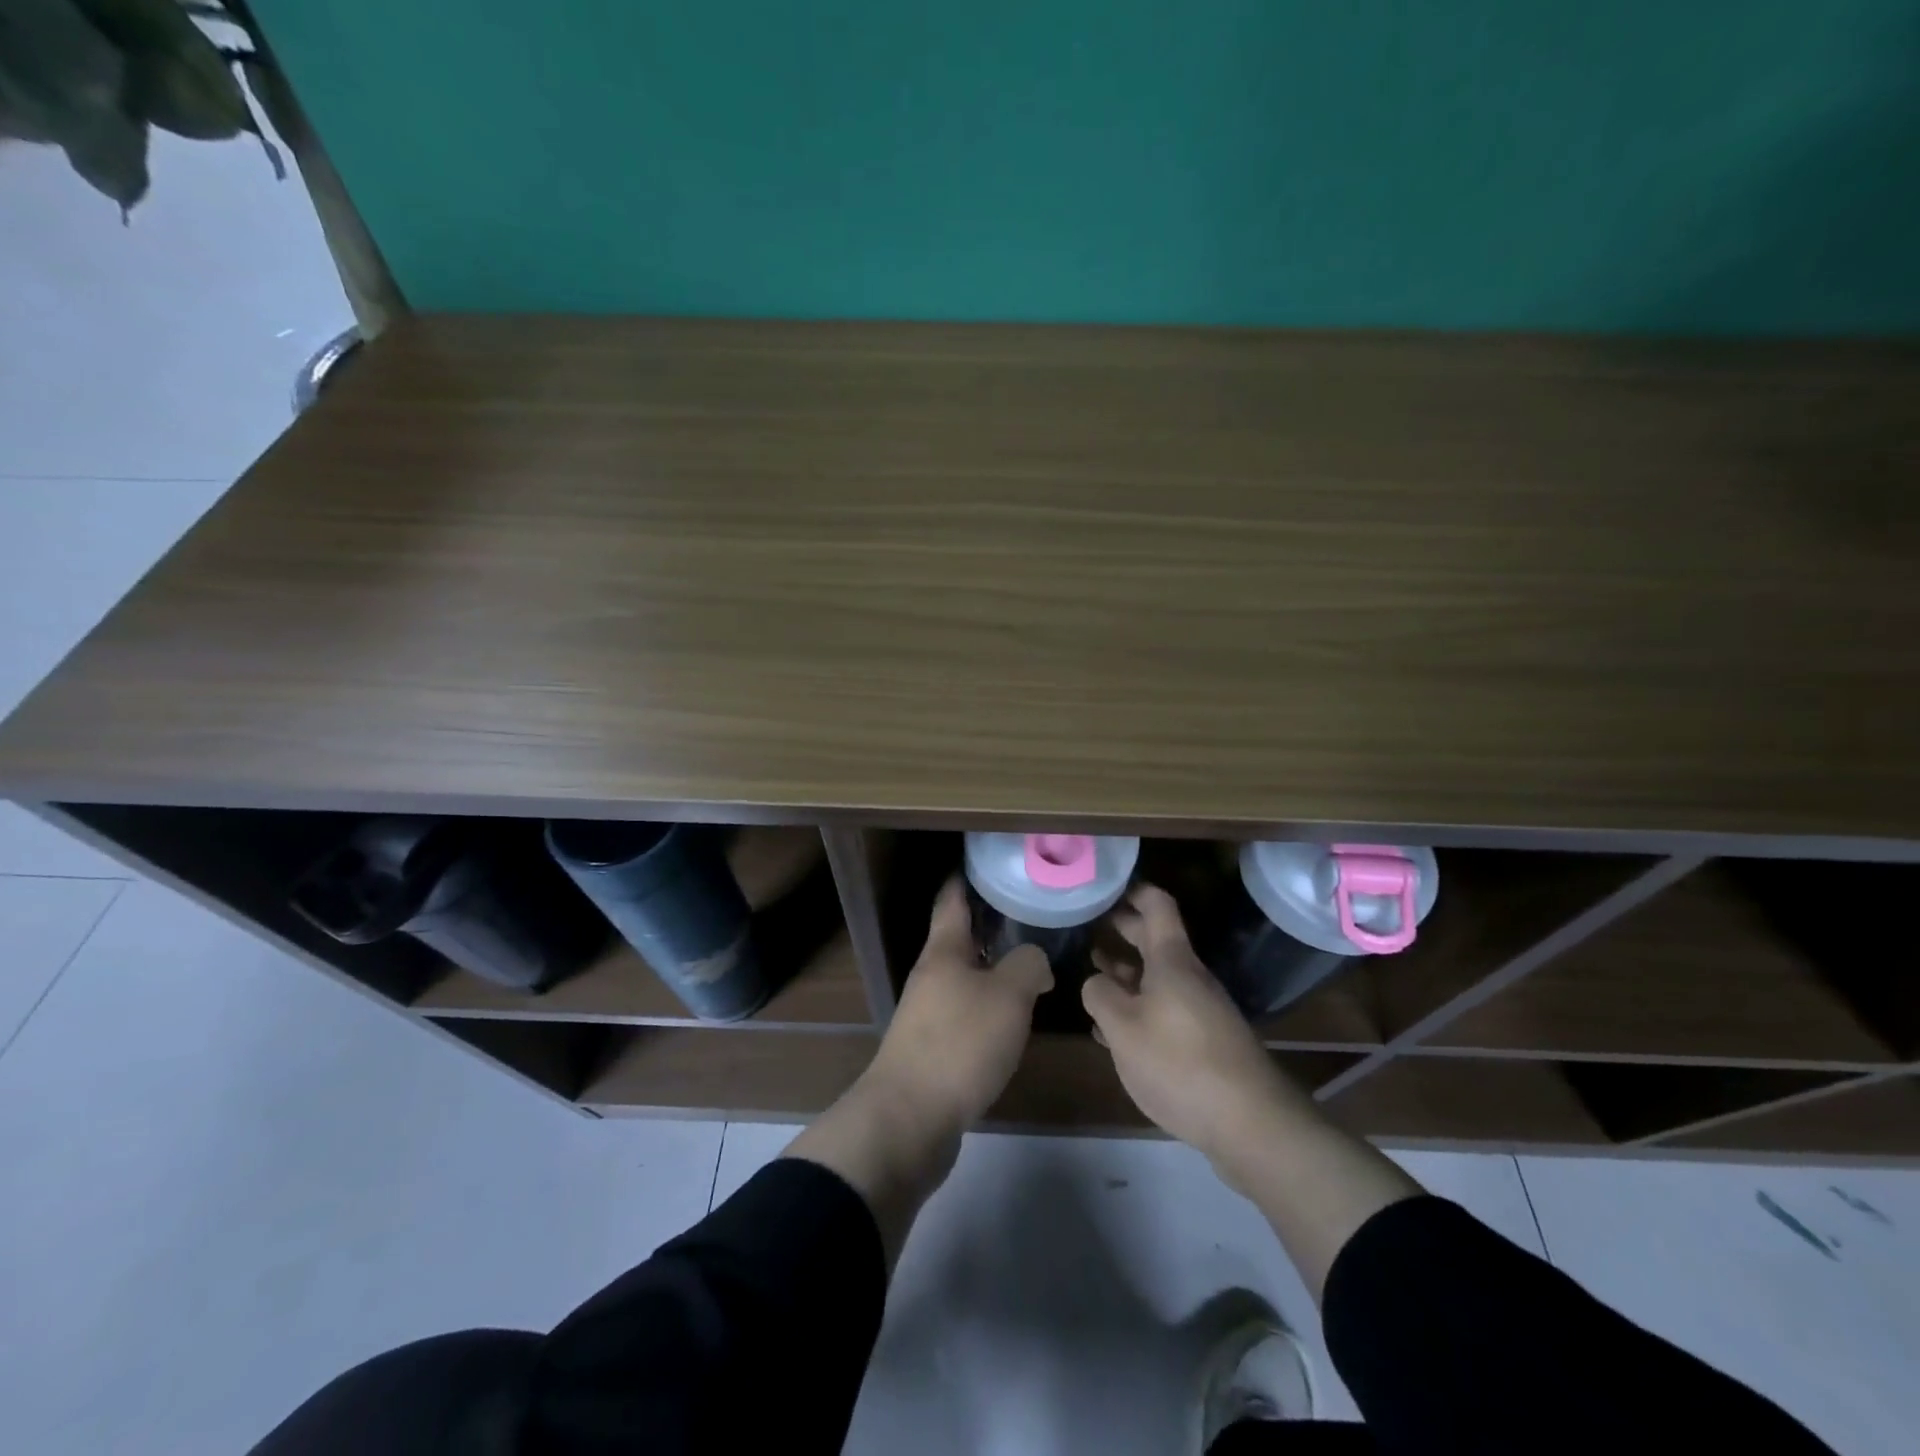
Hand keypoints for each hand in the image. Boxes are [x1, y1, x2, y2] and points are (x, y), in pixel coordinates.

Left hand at [865, 877, 1053, 1134]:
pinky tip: (1013, 1017)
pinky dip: (989, 1004)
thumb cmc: (959, 1044)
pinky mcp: (933, 1047)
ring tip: (1032, 964)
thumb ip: (1028, 966)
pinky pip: (965, 1011)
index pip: (953, 899)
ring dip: (993, 967)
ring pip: (965, 976)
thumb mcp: (1008, 997)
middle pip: (960, 937)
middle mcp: (931, 975)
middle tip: (1032, 914)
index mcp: (944, 951)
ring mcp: (928, 1012)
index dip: (969, 877)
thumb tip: (1034, 962)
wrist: (909, 1119)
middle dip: (992, 924)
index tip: (993, 863)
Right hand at [1082, 884, 1303, 1180]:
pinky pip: (1166, 1009)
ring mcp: (1200, 1010)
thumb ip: (1100, 995)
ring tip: (1094, 974)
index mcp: (1172, 961)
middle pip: (1156, 941)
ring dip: (1127, 973)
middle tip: (1092, 925)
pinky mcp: (1205, 1041)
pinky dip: (1139, 1007)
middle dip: (1124, 930)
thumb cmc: (1179, 1062)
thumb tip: (1097, 982)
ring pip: (1158, 978)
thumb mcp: (1123, 1027)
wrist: (1250, 1122)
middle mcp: (1189, 977)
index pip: (1157, 906)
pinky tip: (1114, 1028)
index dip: (1134, 891)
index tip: (1108, 886)